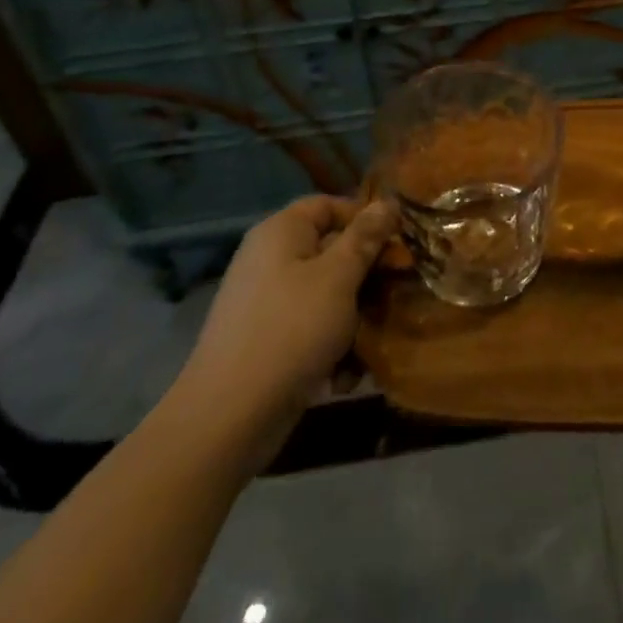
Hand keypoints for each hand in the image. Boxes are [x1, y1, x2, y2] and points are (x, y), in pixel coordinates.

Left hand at [177, 195, 397, 419]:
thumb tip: (388, 203)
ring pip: (326, 295)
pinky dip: (329, 348)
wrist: (227, 419)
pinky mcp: (266, 342)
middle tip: (395, 295)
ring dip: (353, 320)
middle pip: (331, 252)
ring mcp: (265, 303)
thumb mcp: (339, 277)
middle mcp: (270, 260)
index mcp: (281, 232)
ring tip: (370, 347)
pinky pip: (309, 330)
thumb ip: (365, 238)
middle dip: (366, 277)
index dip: (364, 219)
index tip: (396, 244)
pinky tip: (342, 378)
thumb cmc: (291, 330)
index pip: (329, 205)